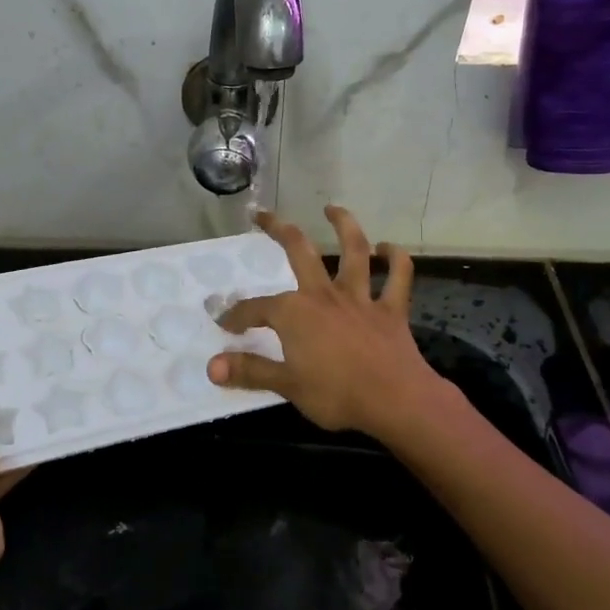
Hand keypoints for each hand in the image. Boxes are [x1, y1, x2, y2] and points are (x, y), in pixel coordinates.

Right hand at [208, 206, 446, 437]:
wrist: (395, 401)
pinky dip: (396, 259)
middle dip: (279, 230)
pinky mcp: (391, 310)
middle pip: (300, 251)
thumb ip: (250, 371)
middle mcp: (324, 295)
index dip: (238, 315)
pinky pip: (398, 277)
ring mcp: (360, 298)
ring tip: (333, 208)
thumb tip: (211, 367)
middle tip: (263, 215)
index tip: (226, 324)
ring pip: (354, 251)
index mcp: (295, 313)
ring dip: (344, 225)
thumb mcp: (287, 386)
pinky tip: (389, 248)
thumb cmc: (337, 395)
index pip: (256, 309)